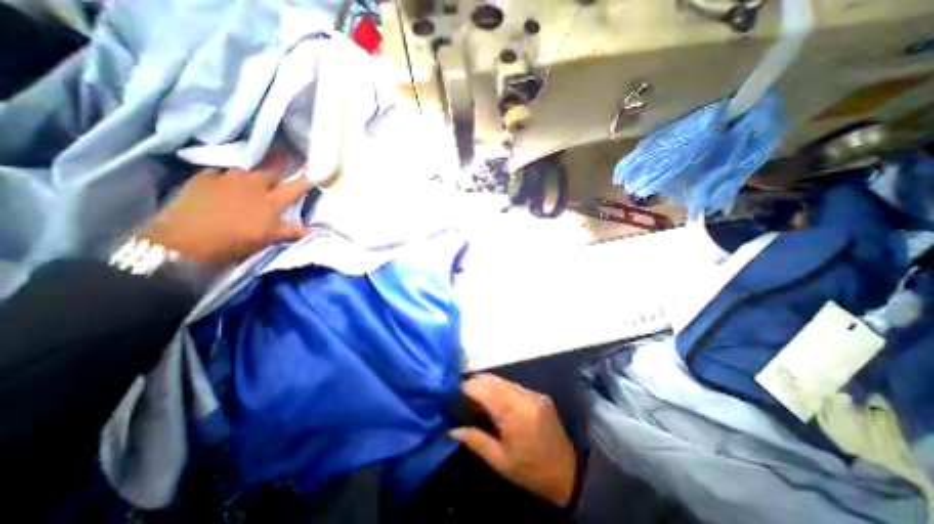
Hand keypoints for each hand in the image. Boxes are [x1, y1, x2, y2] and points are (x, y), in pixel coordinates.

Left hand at [138, 148, 310, 264]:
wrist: (184, 239)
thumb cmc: (234, 241)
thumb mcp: (268, 239)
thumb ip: (292, 231)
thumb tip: (314, 230)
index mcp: (271, 201)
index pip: (295, 188)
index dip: (306, 179)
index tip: (314, 169)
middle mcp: (253, 185)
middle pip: (271, 169)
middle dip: (281, 159)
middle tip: (286, 150)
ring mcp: (227, 179)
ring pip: (246, 167)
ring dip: (254, 165)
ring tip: (256, 163)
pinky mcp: (204, 178)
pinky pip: (220, 170)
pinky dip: (227, 172)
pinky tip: (226, 176)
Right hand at [447, 372, 572, 507]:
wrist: (567, 472)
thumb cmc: (530, 470)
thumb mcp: (500, 461)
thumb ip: (476, 441)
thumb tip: (452, 429)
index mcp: (514, 416)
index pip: (487, 392)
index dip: (470, 387)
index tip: (456, 388)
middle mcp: (524, 399)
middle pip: (496, 381)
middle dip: (477, 381)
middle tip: (463, 389)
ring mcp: (534, 395)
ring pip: (505, 380)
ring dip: (489, 382)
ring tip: (476, 389)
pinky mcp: (540, 395)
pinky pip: (515, 385)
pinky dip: (502, 386)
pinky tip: (495, 394)